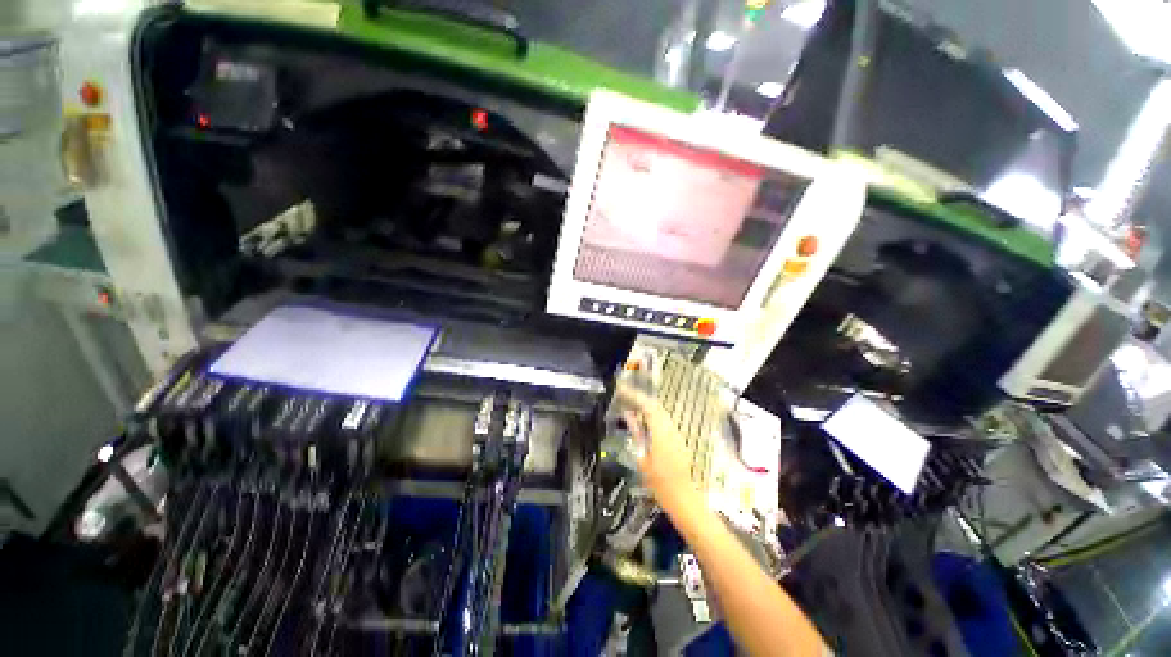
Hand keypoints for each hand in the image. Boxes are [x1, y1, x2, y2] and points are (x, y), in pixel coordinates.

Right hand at [615, 382, 697, 510]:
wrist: (683, 497)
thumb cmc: (659, 482)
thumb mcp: (642, 457)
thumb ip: (636, 432)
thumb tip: (627, 414)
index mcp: (661, 432)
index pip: (647, 406)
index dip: (634, 395)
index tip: (622, 390)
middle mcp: (671, 428)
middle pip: (656, 406)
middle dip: (640, 398)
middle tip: (624, 395)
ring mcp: (677, 433)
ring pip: (661, 412)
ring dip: (646, 406)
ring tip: (631, 404)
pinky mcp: (678, 438)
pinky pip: (664, 420)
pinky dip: (653, 415)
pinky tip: (643, 419)